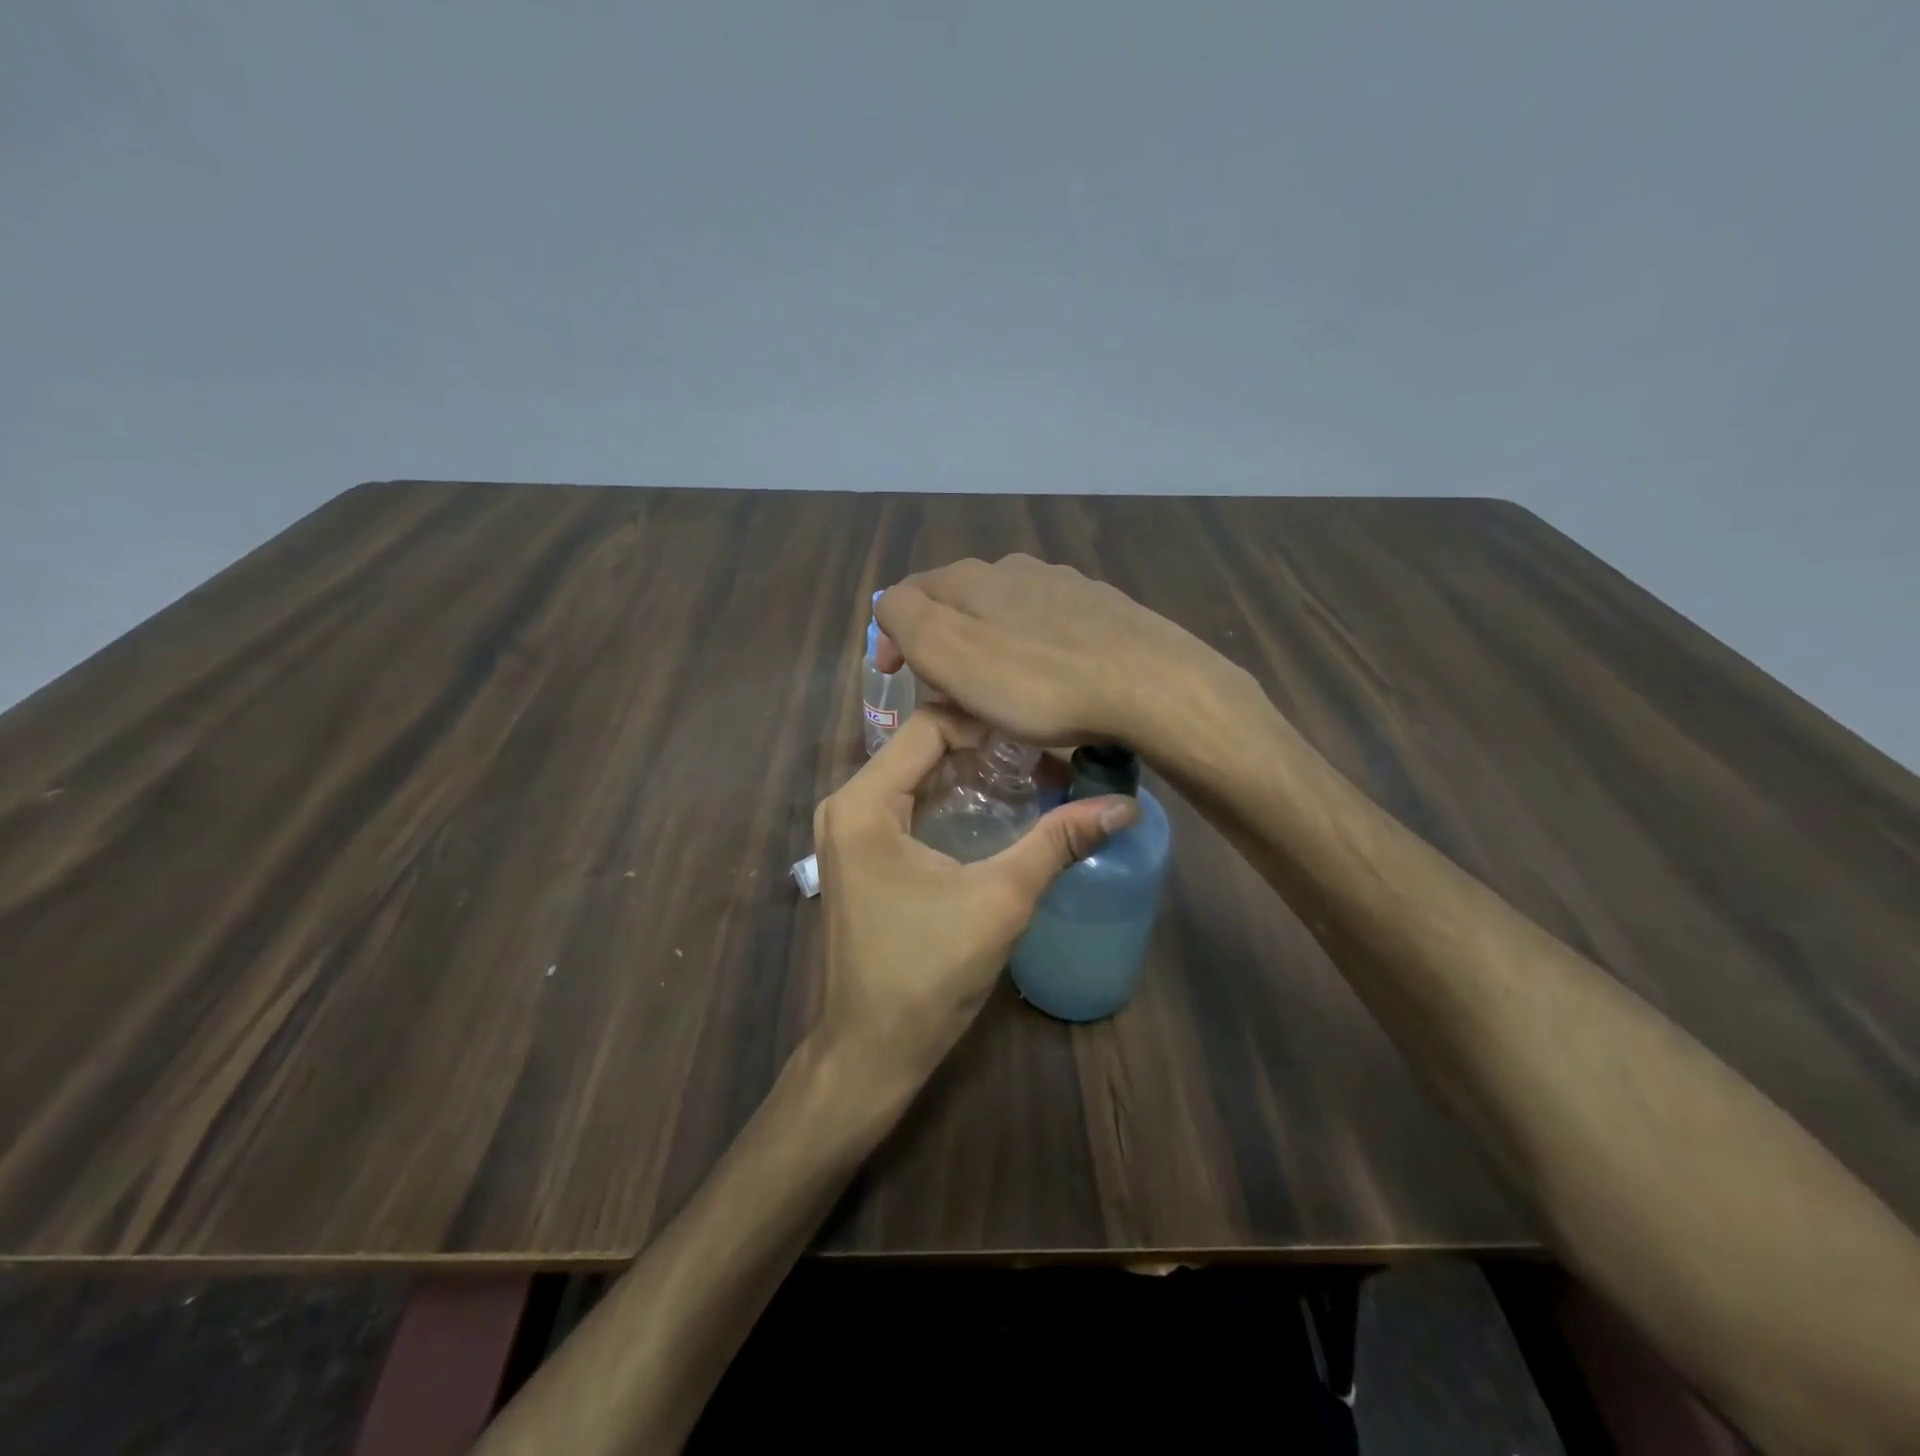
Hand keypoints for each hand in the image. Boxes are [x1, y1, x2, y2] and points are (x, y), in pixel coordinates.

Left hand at [812, 706, 1134, 1083]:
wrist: (873, 1049)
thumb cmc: (928, 972)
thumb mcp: (1000, 899)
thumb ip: (1058, 841)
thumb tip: (1124, 805)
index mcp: (864, 802)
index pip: (929, 724)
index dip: (988, 721)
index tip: (1043, 735)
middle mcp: (847, 803)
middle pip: (922, 746)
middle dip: (985, 746)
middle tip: (1046, 757)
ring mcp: (849, 830)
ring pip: (916, 774)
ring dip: (970, 772)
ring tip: (1032, 778)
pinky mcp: (859, 854)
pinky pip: (907, 804)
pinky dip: (950, 798)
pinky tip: (998, 810)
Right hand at [874, 554, 1248, 752]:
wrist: (1149, 686)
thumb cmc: (1037, 680)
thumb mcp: (949, 652)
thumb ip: (906, 619)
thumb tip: (892, 607)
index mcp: (973, 577)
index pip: (909, 592)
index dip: (893, 636)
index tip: (897, 679)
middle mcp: (1017, 569)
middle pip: (959, 603)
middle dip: (942, 645)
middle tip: (945, 694)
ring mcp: (1065, 586)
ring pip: (1005, 614)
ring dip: (987, 649)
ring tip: (997, 694)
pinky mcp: (1103, 612)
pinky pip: (1048, 630)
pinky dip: (1032, 653)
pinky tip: (1049, 682)